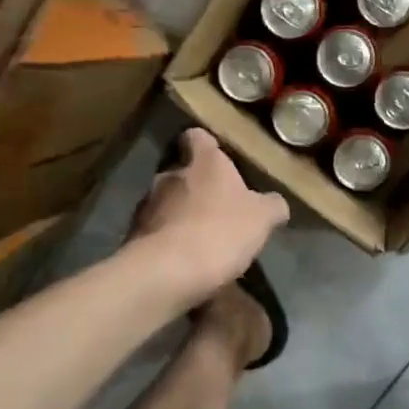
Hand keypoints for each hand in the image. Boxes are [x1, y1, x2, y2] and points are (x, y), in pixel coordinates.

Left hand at [130, 128, 289, 307]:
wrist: (166, 272)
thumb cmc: (220, 232)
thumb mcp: (262, 219)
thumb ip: (271, 205)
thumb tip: (275, 202)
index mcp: (203, 162)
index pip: (197, 136)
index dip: (207, 146)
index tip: (219, 159)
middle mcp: (169, 174)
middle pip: (182, 172)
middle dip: (197, 188)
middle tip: (218, 209)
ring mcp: (147, 204)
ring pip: (166, 202)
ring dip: (181, 215)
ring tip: (201, 241)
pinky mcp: (133, 235)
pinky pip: (156, 231)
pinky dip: (168, 241)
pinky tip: (184, 262)